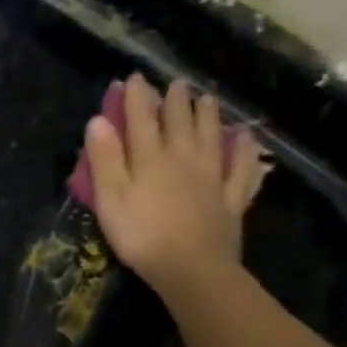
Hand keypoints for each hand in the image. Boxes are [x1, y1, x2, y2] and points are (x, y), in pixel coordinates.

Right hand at [84, 74, 269, 295]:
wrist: (192, 268)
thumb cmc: (141, 234)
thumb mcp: (110, 198)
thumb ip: (105, 158)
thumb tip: (99, 119)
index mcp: (150, 158)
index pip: (142, 119)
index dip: (137, 97)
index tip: (135, 78)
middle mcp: (183, 159)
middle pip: (180, 122)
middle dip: (176, 101)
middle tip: (176, 84)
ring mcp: (212, 178)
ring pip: (211, 138)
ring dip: (209, 115)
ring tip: (208, 98)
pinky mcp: (230, 199)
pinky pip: (242, 169)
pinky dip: (245, 151)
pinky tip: (247, 139)